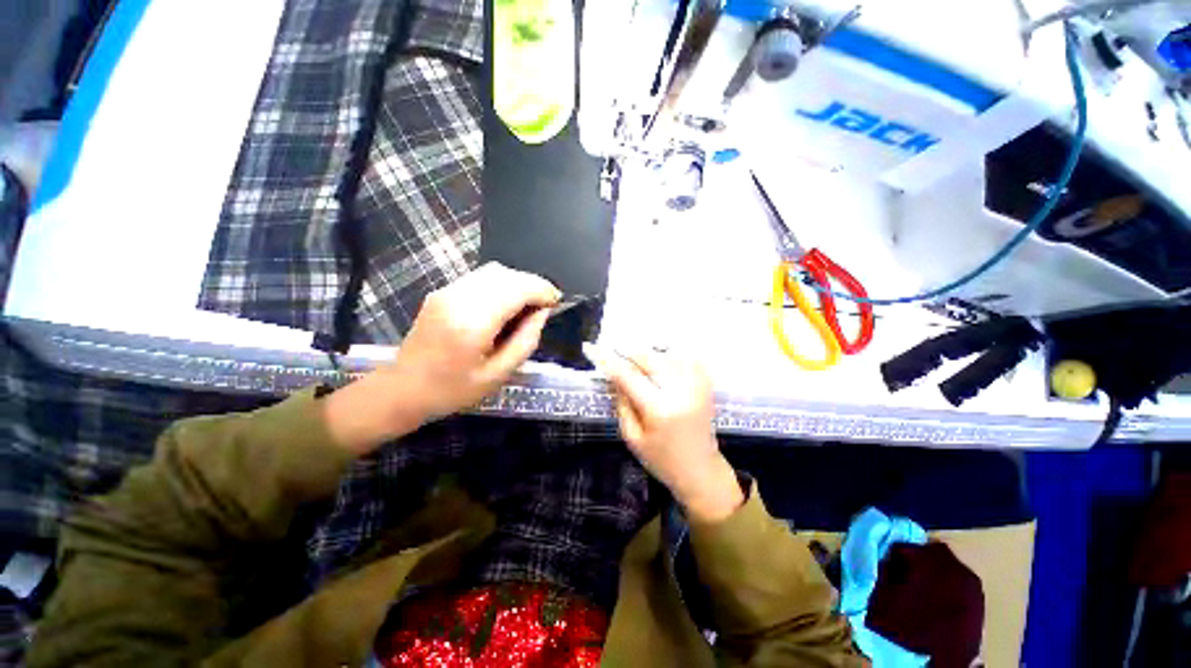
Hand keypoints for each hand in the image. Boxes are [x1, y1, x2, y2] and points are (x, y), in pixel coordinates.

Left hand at [325, 263, 558, 453]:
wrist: (403, 389)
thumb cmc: (453, 390)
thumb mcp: (499, 374)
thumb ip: (526, 340)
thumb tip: (542, 312)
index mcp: (474, 322)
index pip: (518, 289)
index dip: (543, 290)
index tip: (557, 302)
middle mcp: (459, 297)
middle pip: (507, 274)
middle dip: (533, 284)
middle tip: (545, 305)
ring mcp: (447, 291)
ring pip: (494, 271)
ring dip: (517, 283)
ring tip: (528, 304)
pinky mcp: (442, 292)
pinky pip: (480, 278)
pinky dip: (501, 284)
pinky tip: (506, 304)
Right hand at [583, 344, 742, 522]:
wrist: (701, 470)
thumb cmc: (662, 460)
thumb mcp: (632, 437)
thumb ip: (622, 404)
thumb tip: (613, 376)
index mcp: (659, 409)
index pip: (628, 375)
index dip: (608, 359)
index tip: (591, 348)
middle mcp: (680, 391)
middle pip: (649, 358)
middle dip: (628, 352)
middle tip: (613, 352)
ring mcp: (697, 385)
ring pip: (666, 354)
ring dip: (647, 355)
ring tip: (635, 361)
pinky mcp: (705, 384)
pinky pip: (684, 358)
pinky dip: (668, 356)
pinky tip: (659, 364)